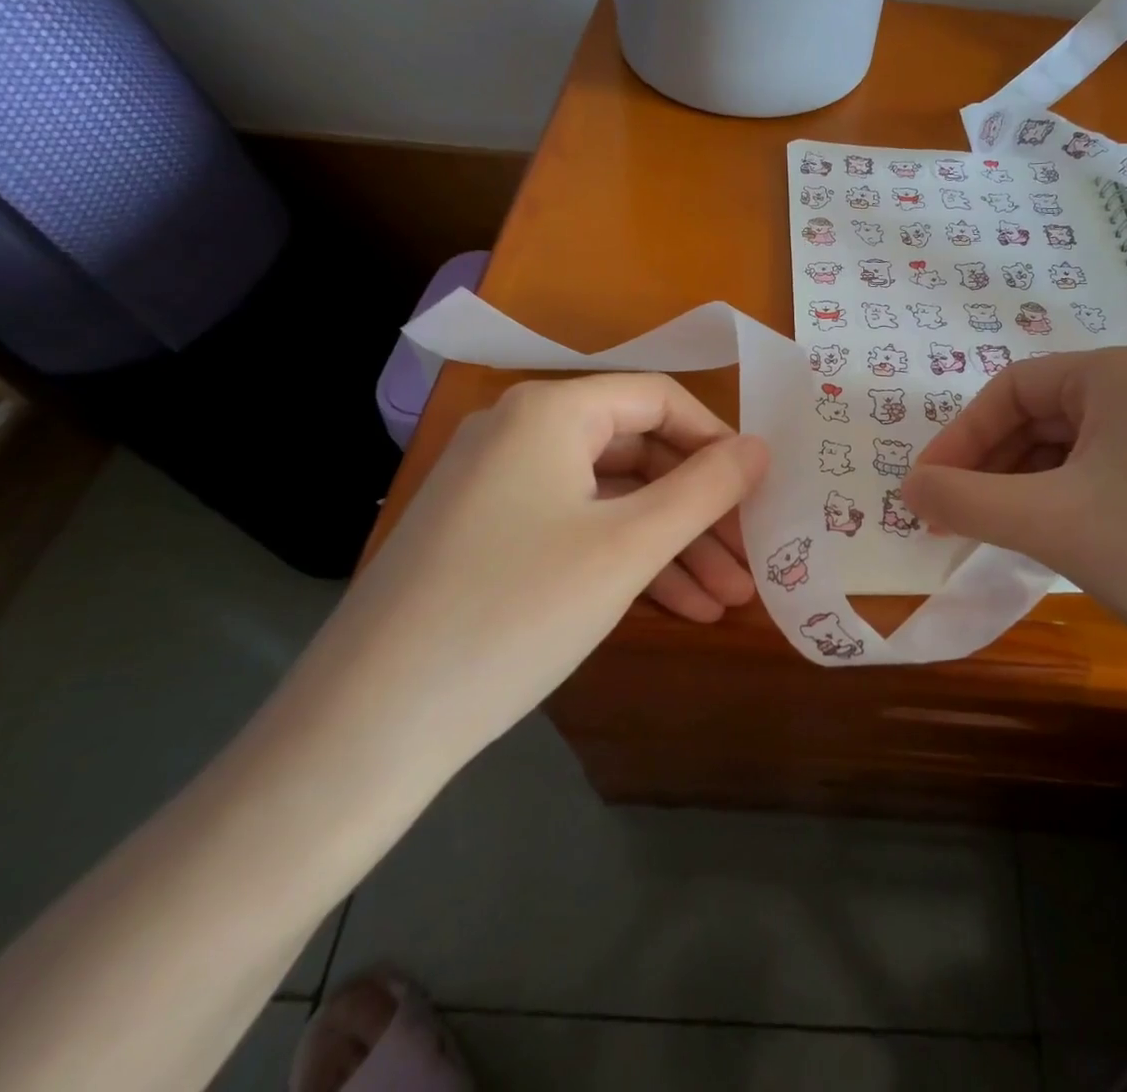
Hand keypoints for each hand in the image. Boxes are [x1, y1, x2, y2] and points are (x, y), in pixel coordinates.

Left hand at [296, 374, 768, 777]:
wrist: (367, 726)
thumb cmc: (516, 612)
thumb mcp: (628, 547)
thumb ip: (705, 490)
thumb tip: (759, 449)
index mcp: (550, 412)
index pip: (659, 400)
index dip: (717, 441)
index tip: (759, 492)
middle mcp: (520, 434)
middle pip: (638, 453)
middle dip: (700, 510)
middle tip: (749, 563)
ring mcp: (498, 488)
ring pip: (611, 500)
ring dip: (672, 546)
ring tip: (728, 601)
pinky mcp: (487, 539)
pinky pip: (576, 531)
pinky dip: (626, 562)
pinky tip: (676, 609)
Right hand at [901, 348, 1126, 694]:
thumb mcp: (1048, 521)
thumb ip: (964, 498)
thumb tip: (906, 488)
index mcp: (1119, 373)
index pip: (1011, 388)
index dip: (959, 437)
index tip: (925, 488)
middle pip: (1038, 417)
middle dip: (987, 467)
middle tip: (949, 517)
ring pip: (1067, 452)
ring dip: (1018, 489)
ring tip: (987, 533)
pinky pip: (1098, 478)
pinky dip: (1058, 504)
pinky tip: (1041, 540)